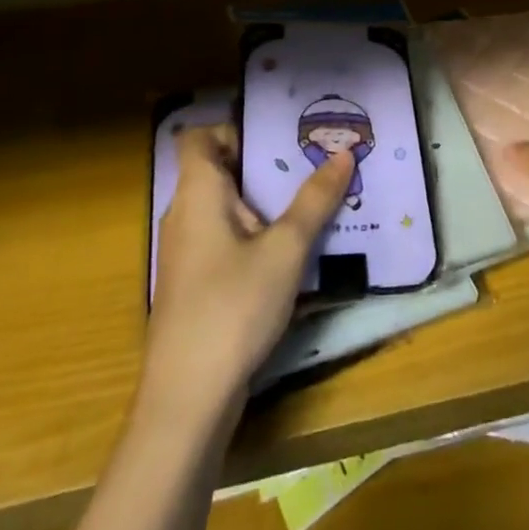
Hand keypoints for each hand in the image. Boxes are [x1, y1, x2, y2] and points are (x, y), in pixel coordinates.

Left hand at [144, 124, 351, 411]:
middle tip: (311, 160)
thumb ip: (315, 200)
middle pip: (217, 169)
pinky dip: (254, 232)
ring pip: (224, 207)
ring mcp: (186, 253)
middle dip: (263, 162)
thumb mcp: (286, 249)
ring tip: (311, 198)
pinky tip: (291, 249)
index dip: (233, 128)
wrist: (187, 401)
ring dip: (263, 200)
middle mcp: (185, 215)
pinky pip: (224, 238)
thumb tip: (343, 153)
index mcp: (198, 193)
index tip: (277, 136)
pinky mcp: (194, 285)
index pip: (198, 137)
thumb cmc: (233, 307)